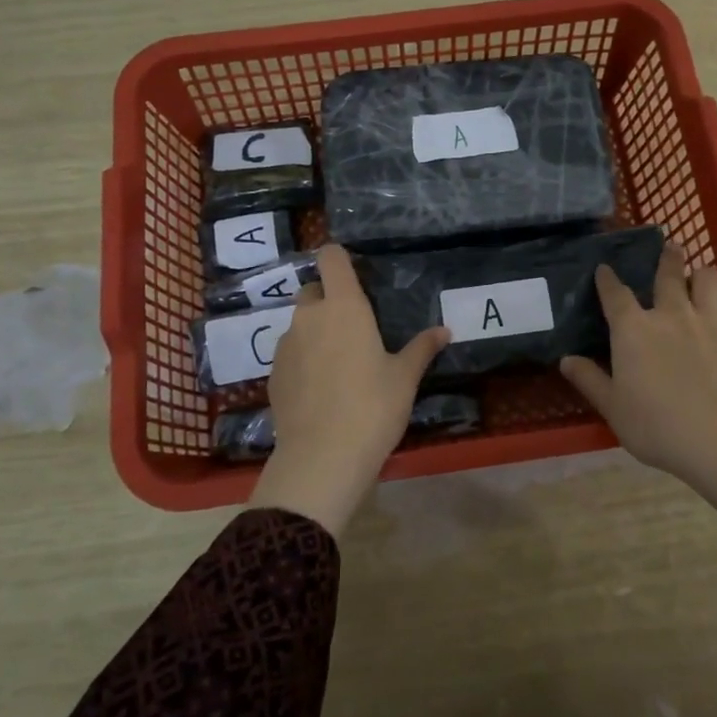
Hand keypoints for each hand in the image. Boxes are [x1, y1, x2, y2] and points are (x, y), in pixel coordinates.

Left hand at [248, 245, 447, 535]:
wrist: (322, 458)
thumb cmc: (373, 408)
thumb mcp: (404, 378)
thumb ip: (421, 348)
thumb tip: (444, 330)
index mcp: (344, 307)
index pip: (331, 258)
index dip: (339, 258)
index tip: (354, 272)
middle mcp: (309, 317)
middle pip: (313, 290)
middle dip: (329, 300)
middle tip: (354, 328)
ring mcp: (285, 345)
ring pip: (299, 324)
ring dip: (315, 332)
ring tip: (338, 364)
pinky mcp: (272, 373)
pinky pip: (289, 353)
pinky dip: (303, 360)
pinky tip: (320, 389)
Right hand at [561, 245, 716, 553]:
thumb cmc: (656, 424)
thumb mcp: (612, 407)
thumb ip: (590, 380)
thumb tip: (567, 360)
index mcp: (633, 329)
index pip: (615, 294)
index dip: (607, 279)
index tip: (604, 268)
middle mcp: (669, 315)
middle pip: (669, 274)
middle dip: (667, 257)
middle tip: (669, 246)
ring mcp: (707, 323)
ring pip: (708, 281)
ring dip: (701, 273)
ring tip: (700, 273)